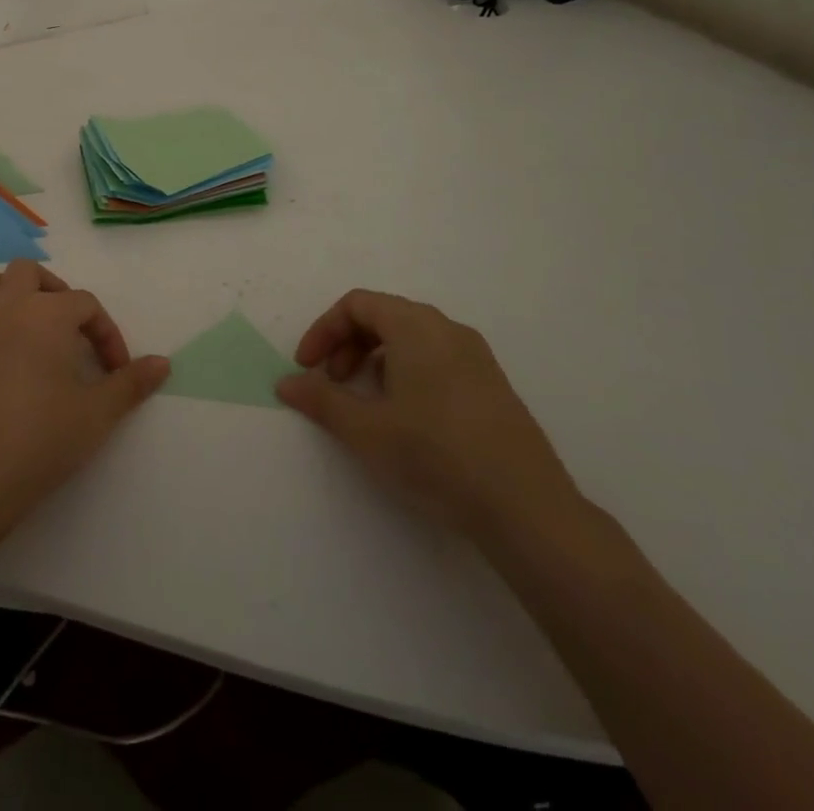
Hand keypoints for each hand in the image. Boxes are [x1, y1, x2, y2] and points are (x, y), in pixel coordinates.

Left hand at [0, 260, 168, 543]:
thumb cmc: (44, 440)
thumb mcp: (99, 413)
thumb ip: (132, 383)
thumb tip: (163, 362)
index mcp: (47, 315)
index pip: (85, 304)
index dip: (106, 333)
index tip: (116, 370)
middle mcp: (7, 310)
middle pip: (26, 271)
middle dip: (51, 289)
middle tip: (67, 326)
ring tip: (20, 318)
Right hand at [278, 290, 583, 544]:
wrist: (527, 509)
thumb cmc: (436, 455)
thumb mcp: (366, 430)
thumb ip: (321, 400)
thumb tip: (286, 382)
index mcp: (416, 327)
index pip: (357, 304)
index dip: (324, 330)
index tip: (307, 367)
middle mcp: (448, 329)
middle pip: (384, 316)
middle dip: (347, 344)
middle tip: (332, 383)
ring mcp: (476, 357)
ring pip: (411, 338)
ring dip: (375, 359)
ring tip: (366, 403)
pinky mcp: (493, 386)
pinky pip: (436, 358)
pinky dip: (406, 372)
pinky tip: (406, 418)